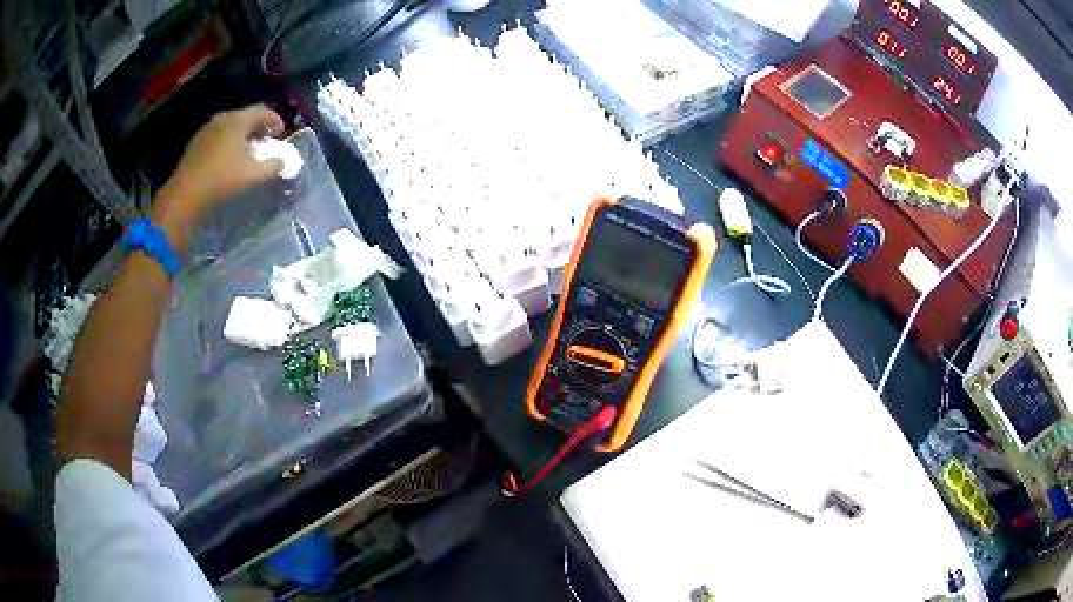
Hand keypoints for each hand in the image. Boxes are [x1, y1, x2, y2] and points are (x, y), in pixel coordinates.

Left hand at [153, 105, 284, 240]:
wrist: (186, 193)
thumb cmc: (222, 179)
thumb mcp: (253, 175)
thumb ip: (273, 166)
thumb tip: (282, 161)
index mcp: (239, 120)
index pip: (263, 111)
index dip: (275, 120)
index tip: (281, 133)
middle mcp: (223, 118)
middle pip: (246, 116)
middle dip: (258, 127)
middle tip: (265, 142)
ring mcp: (207, 128)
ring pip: (231, 125)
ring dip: (242, 134)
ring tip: (246, 150)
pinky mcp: (197, 141)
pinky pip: (218, 135)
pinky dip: (228, 141)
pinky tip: (228, 157)